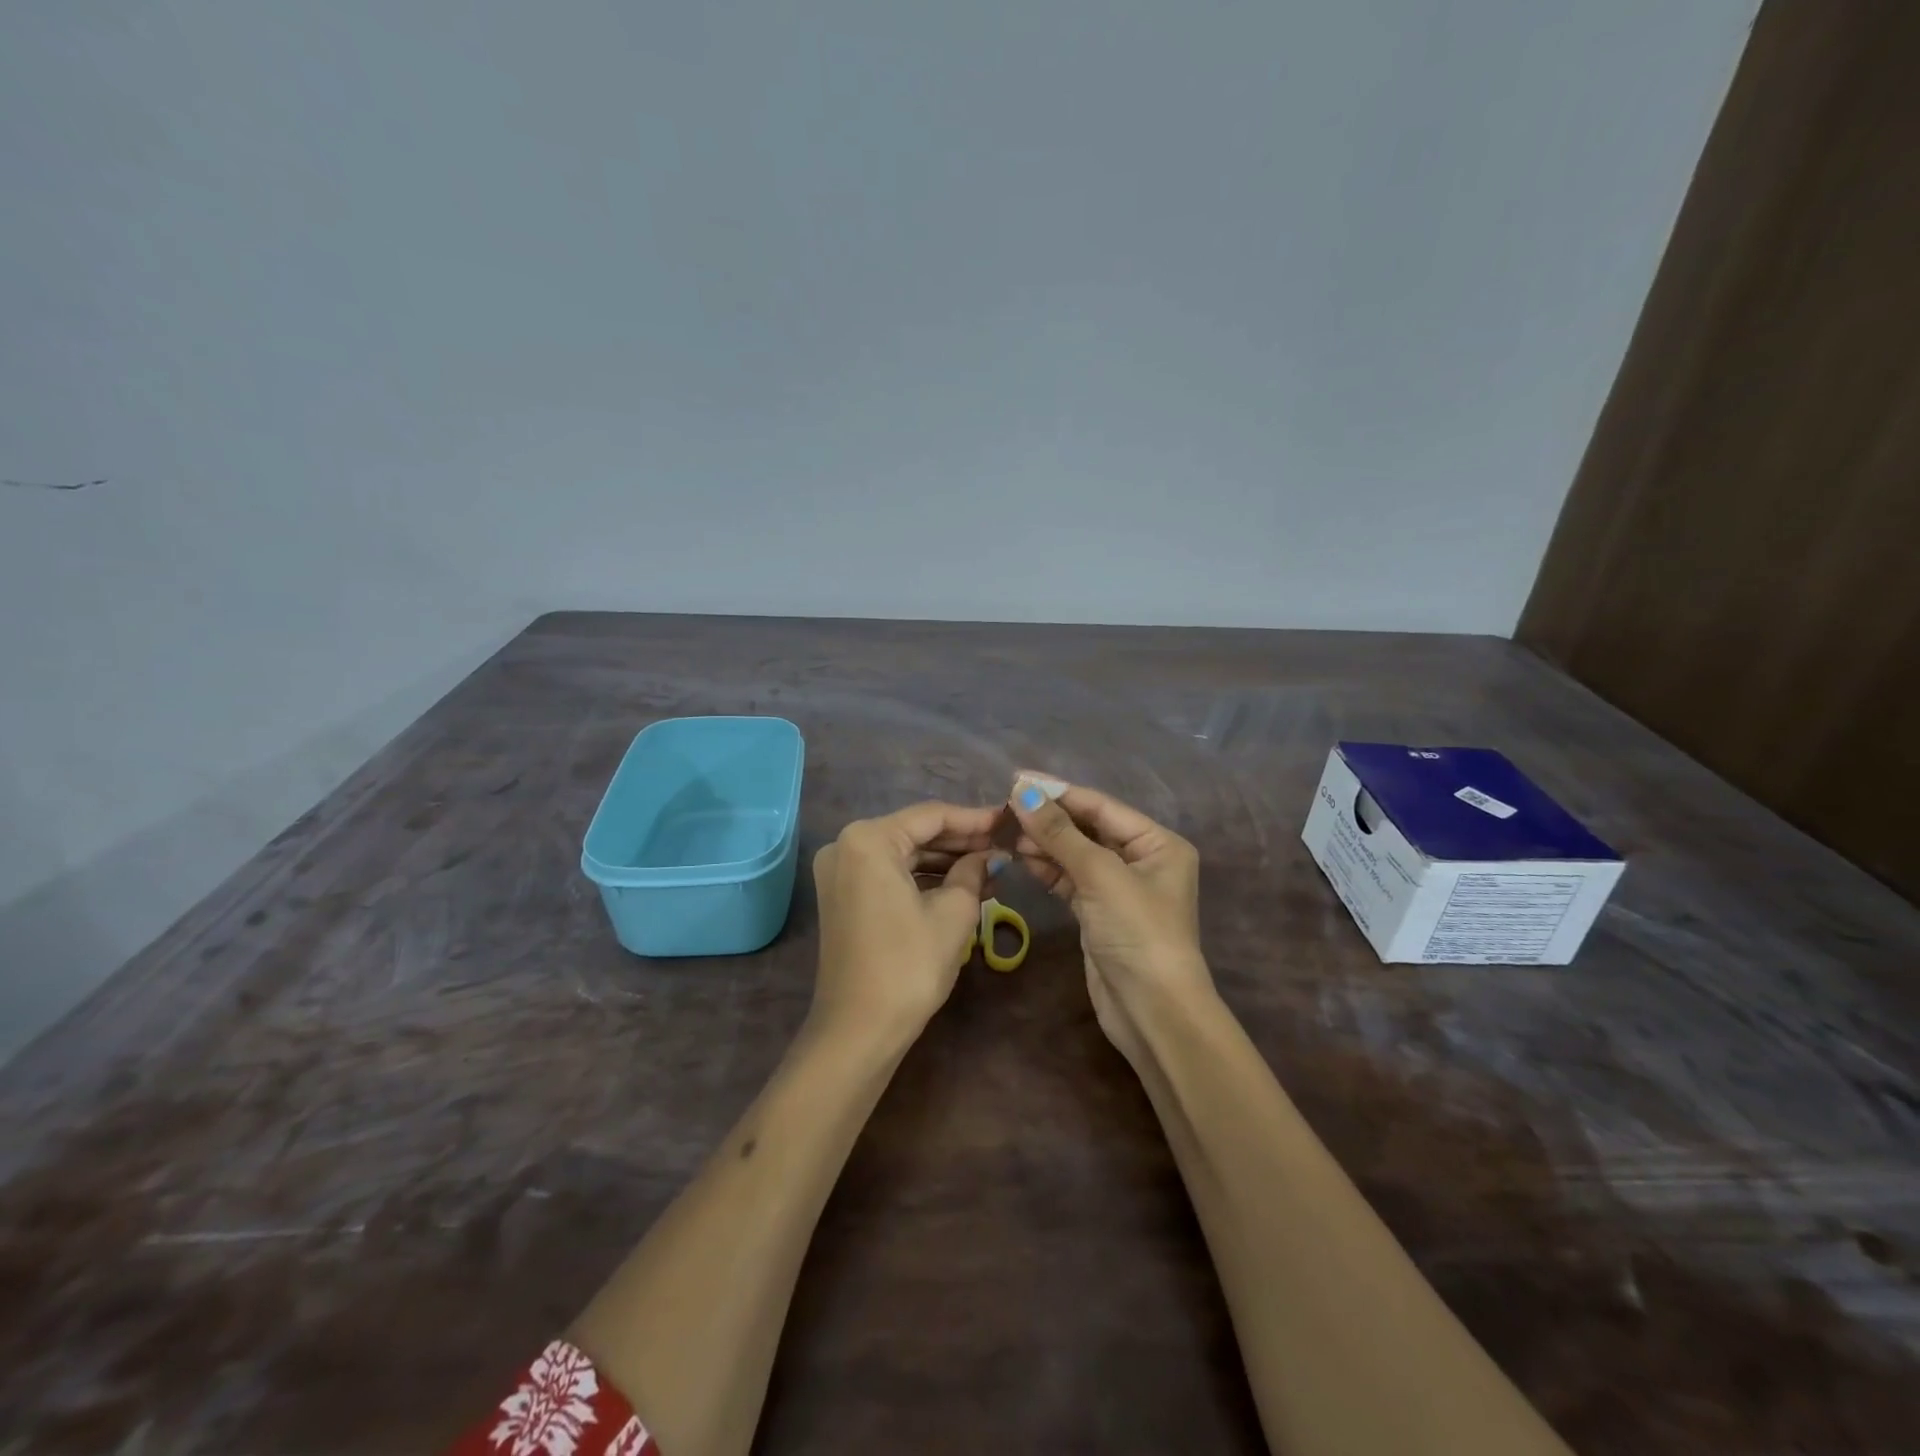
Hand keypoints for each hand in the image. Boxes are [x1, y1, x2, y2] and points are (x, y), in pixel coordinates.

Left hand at [810, 801, 1002, 1041]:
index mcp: (868, 839)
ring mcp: (840, 872)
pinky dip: (923, 878)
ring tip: (992, 868)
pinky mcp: (843, 896)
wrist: (859, 1030)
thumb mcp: (954, 913)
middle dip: (961, 841)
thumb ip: (974, 872)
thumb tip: (991, 856)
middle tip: (1004, 845)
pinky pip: (889, 874)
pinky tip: (961, 885)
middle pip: (915, 832)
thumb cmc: (909, 965)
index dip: (974, 819)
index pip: (931, 816)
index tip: (1009, 820)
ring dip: (945, 861)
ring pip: (903, 854)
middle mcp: (846, 845)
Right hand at [1007, 775, 1214, 1066]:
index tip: (1018, 779)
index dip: (1060, 792)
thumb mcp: (1100, 875)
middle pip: (1088, 828)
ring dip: (1045, 843)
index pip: (1102, 806)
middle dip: (1050, 819)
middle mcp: (1142, 860)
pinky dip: (1048, 868)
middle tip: (1006, 808)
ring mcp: (1119, 888)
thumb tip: (1023, 791)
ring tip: (1009, 833)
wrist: (1152, 1011)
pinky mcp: (1099, 913)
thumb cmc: (1137, 932)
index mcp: (1157, 843)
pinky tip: (1022, 857)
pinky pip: (1070, 879)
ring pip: (1076, 854)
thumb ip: (1059, 833)